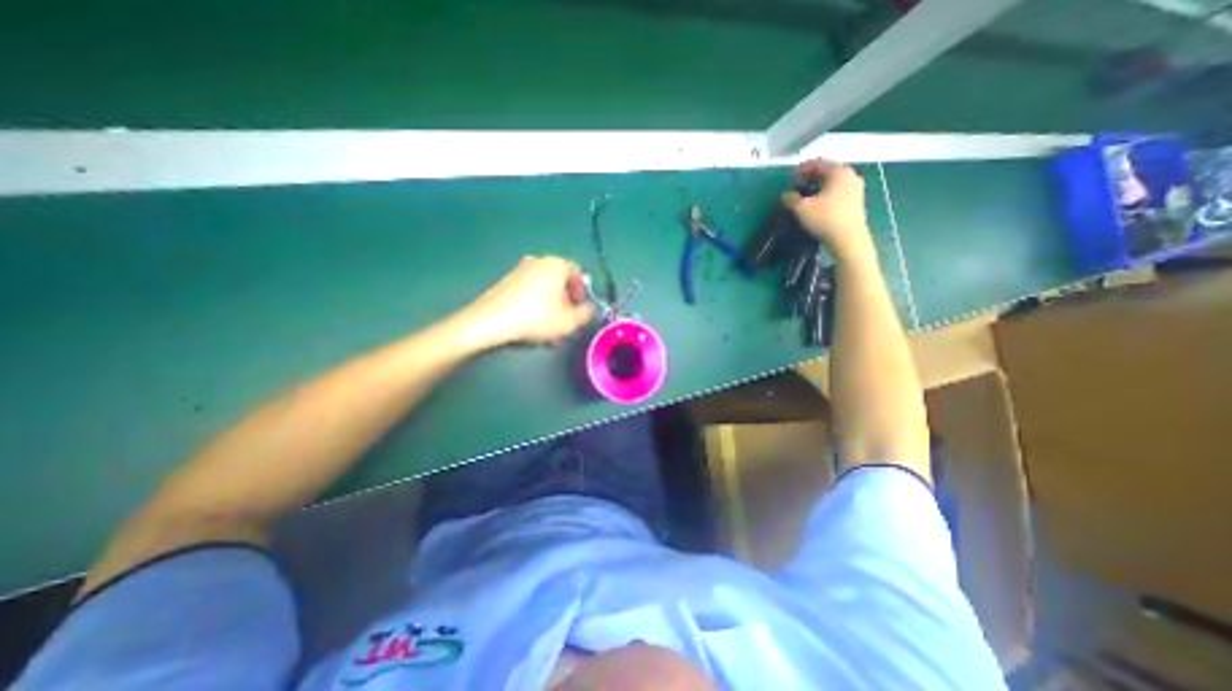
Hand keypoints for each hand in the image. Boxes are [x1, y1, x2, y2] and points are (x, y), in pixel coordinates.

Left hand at [463, 257, 597, 347]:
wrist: (490, 322)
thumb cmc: (536, 318)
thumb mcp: (570, 321)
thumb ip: (586, 314)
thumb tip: (588, 309)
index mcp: (556, 264)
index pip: (578, 273)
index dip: (582, 293)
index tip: (579, 310)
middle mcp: (538, 262)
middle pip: (559, 283)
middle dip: (565, 305)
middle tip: (565, 325)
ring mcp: (519, 271)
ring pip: (543, 291)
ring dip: (550, 310)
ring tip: (548, 334)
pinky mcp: (505, 283)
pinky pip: (528, 294)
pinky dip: (534, 308)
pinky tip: (531, 329)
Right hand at [779, 159, 875, 260]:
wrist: (848, 239)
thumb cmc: (825, 219)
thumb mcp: (802, 208)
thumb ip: (791, 199)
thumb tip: (786, 195)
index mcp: (838, 172)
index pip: (819, 163)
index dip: (803, 168)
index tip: (791, 177)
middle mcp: (850, 176)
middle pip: (828, 171)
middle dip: (812, 176)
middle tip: (798, 184)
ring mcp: (856, 189)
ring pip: (834, 182)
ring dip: (819, 185)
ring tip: (807, 195)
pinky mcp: (857, 202)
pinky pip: (839, 191)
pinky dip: (827, 193)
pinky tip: (818, 203)